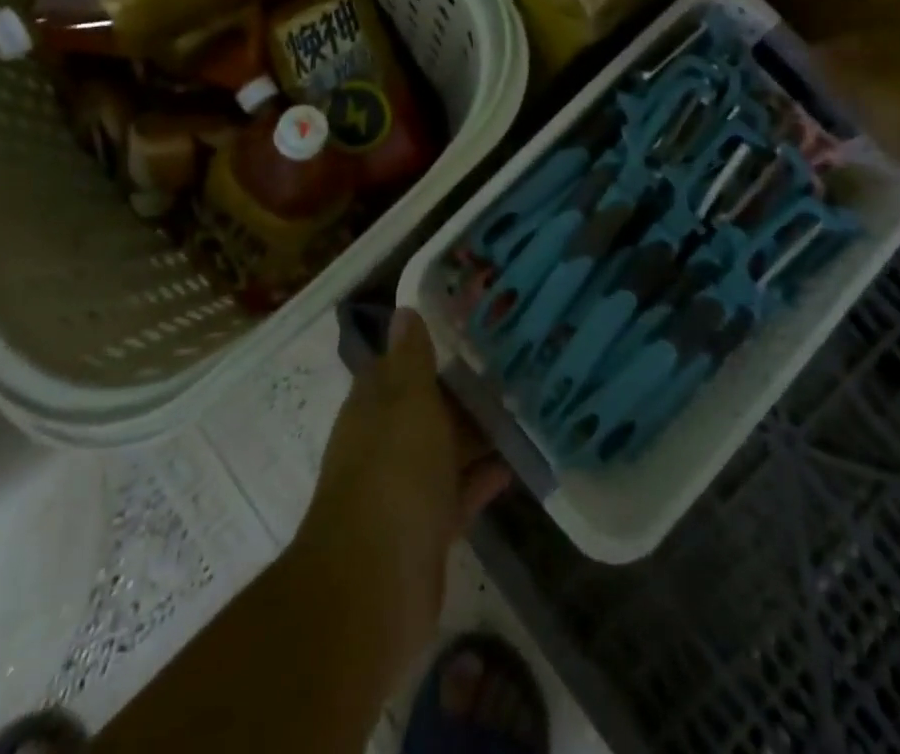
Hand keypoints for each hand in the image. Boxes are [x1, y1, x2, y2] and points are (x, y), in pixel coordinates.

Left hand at [293, 309, 510, 680]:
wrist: (373, 588)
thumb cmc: (392, 475)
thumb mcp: (407, 402)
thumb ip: (412, 359)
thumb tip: (404, 310)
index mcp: (374, 406)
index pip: (400, 365)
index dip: (431, 346)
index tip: (472, 327)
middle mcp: (385, 442)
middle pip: (427, 408)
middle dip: (463, 391)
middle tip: (515, 366)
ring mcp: (405, 488)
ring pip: (445, 450)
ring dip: (478, 434)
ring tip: (526, 410)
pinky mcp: (427, 529)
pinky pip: (460, 493)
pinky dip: (483, 478)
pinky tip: (518, 463)